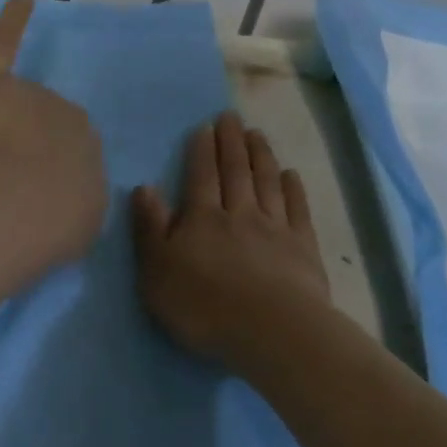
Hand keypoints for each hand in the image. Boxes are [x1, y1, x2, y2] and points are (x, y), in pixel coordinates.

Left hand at [0, 0, 105, 271]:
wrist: (10, 208)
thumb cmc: (52, 223)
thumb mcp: (82, 219)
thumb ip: (74, 198)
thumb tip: (61, 193)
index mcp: (88, 144)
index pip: (67, 148)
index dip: (46, 171)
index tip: (33, 195)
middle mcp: (63, 111)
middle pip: (39, 124)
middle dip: (25, 149)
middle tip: (6, 187)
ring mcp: (26, 93)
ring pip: (12, 105)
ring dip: (0, 129)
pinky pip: (5, 43)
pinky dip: (14, 20)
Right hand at [131, 111, 330, 371]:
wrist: (269, 330)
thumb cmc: (202, 306)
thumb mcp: (157, 272)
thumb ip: (150, 229)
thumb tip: (144, 188)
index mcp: (202, 220)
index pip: (200, 176)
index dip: (202, 150)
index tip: (205, 127)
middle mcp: (239, 214)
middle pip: (235, 172)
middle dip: (231, 142)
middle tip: (231, 117)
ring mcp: (275, 228)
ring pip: (266, 182)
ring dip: (261, 155)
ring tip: (257, 134)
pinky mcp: (302, 247)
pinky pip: (297, 209)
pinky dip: (293, 188)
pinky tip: (290, 175)